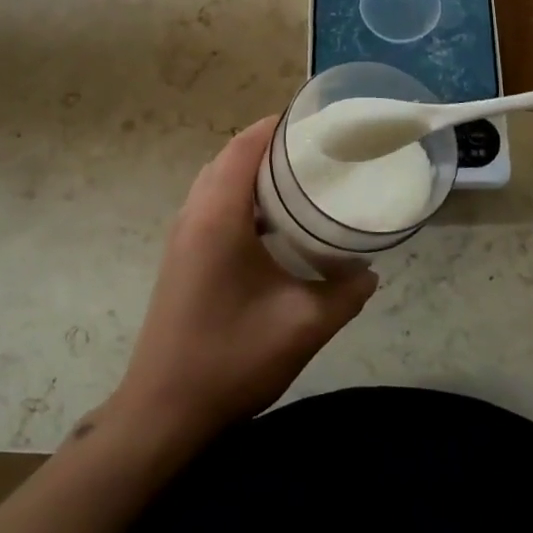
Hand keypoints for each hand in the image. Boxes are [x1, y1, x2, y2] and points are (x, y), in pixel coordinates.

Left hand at [111, 116, 377, 443]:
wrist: (163, 410)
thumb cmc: (232, 358)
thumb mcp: (304, 325)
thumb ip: (346, 292)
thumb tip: (370, 271)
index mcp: (218, 215)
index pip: (245, 146)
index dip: (277, 125)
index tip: (316, 122)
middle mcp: (193, 213)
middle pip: (230, 157)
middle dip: (270, 146)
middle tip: (317, 152)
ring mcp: (182, 235)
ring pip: (218, 181)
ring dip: (253, 173)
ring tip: (301, 180)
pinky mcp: (181, 256)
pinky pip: (211, 205)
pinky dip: (241, 198)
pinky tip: (274, 226)